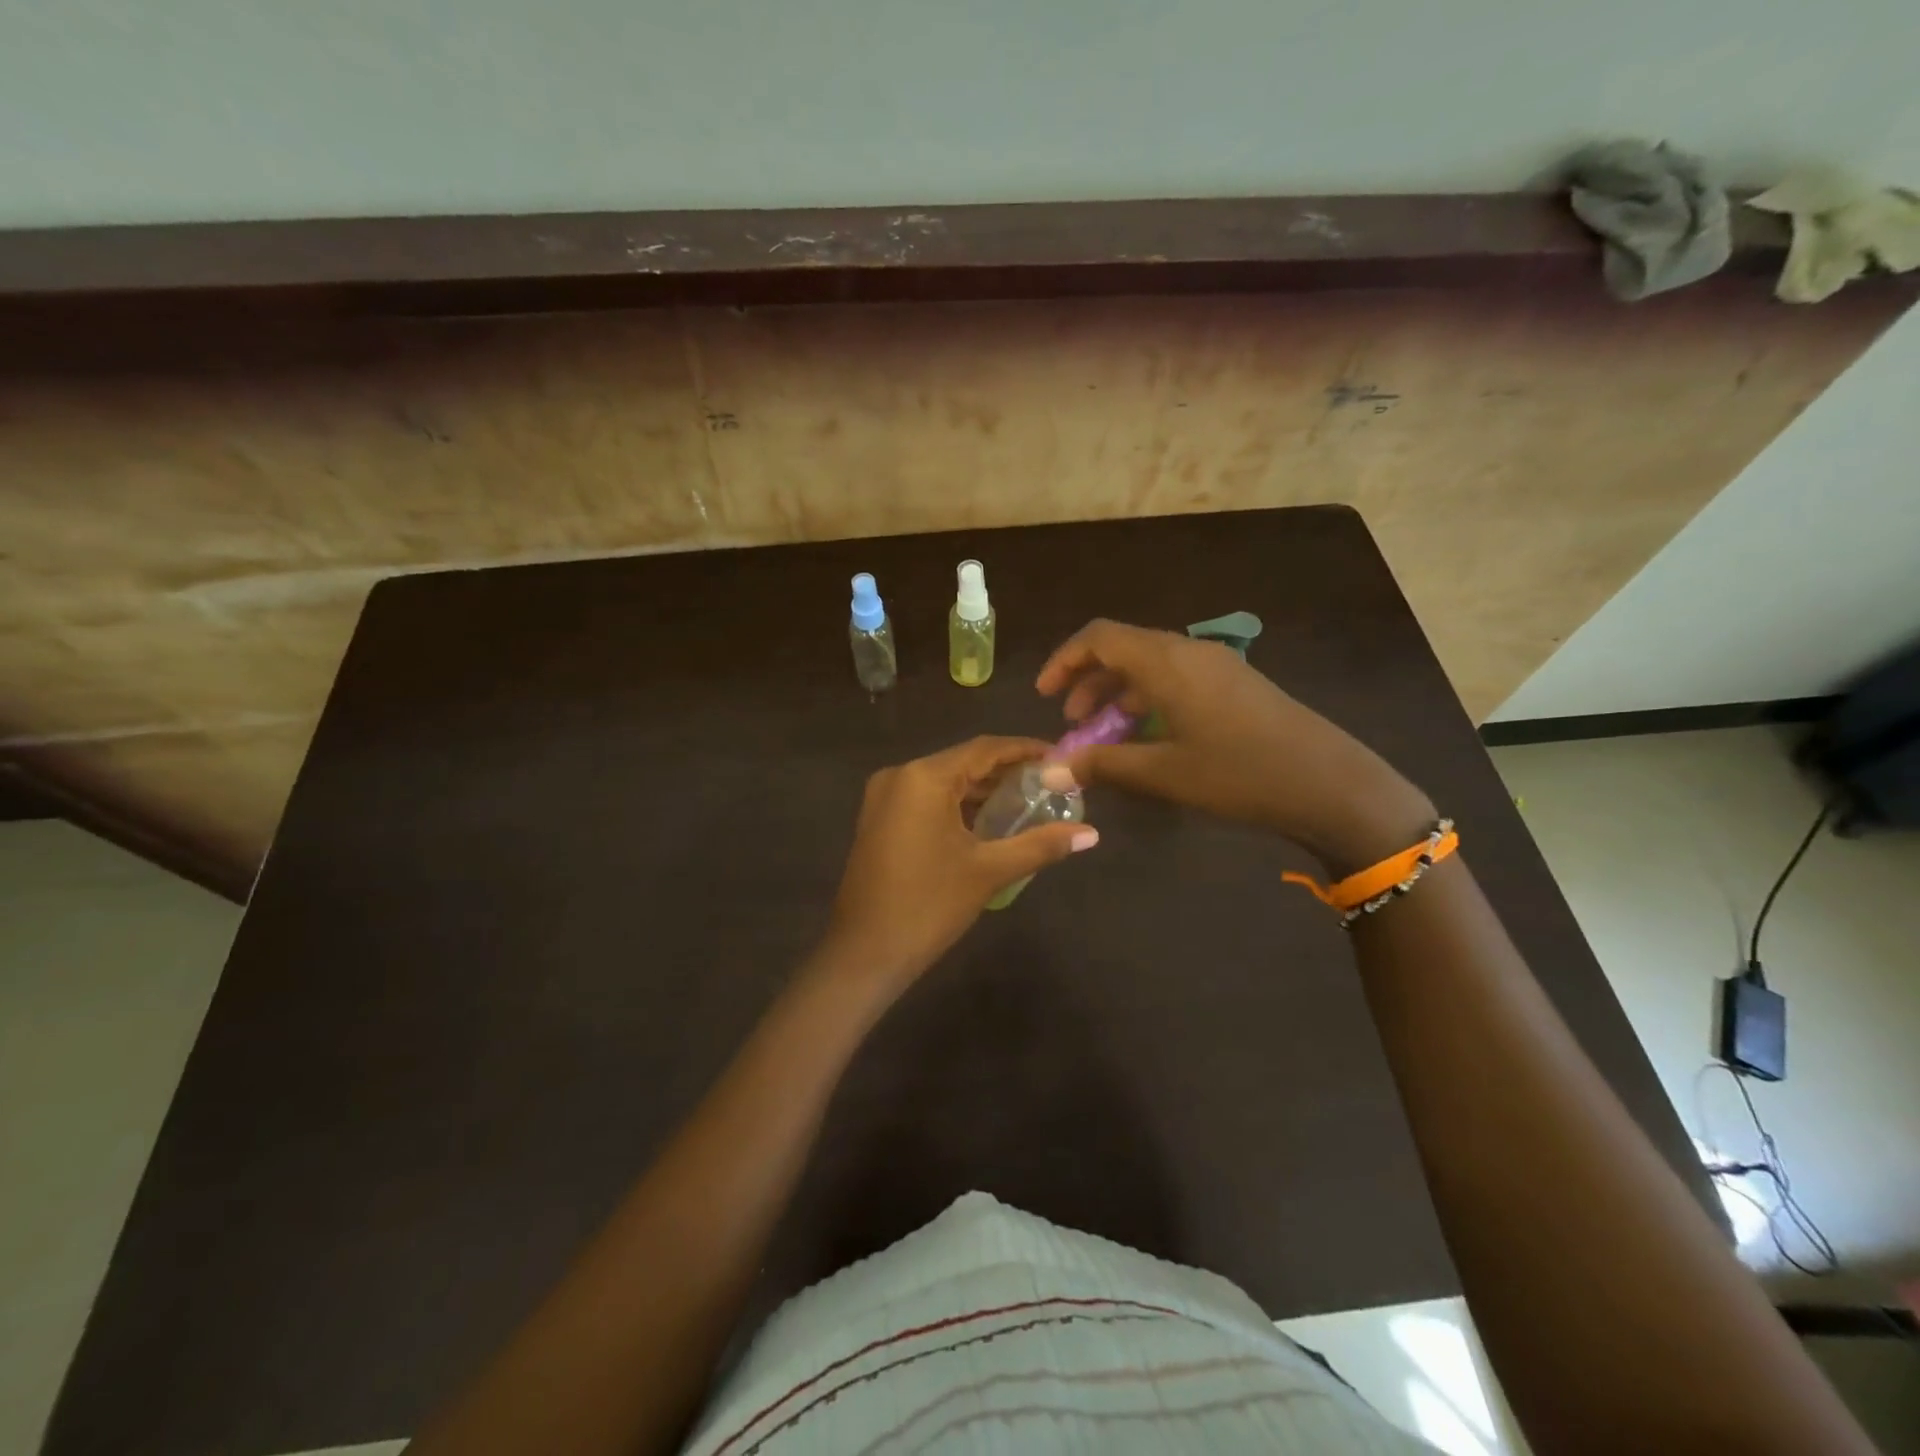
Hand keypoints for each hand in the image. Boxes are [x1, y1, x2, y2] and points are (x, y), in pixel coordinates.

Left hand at [819, 736, 1098, 989]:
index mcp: (924, 777)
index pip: (984, 749)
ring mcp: (884, 797)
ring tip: (1028, 802)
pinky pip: (926, 799)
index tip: (1060, 757)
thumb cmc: (928, 906)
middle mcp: (900, 776)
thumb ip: (1041, 845)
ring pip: (944, 781)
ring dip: (982, 790)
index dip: (1024, 750)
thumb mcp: (989, 871)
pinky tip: (988, 821)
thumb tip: (1092, 834)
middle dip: (1006, 772)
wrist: (864, 953)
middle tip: (1050, 784)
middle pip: (963, 762)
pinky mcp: (879, 819)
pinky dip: (958, 805)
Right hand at [1035, 620, 1433, 875]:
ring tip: (1105, 733)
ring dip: (1118, 692)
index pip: (1100, 637)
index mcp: (1167, 662)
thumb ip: (1102, 764)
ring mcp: (1217, 666)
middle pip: (1124, 648)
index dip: (1064, 660)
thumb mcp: (1164, 773)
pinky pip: (1176, 678)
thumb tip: (1048, 769)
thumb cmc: (1240, 774)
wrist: (1330, 785)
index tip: (1044, 695)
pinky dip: (1148, 698)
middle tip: (1072, 722)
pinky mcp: (1235, 684)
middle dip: (1088, 681)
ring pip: (1150, 664)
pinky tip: (1149, 735)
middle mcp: (1189, 652)